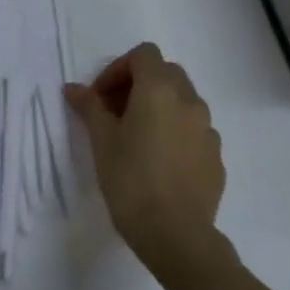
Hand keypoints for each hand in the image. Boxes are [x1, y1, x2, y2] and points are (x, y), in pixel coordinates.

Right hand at [64, 43, 224, 266]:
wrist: (175, 234)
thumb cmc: (131, 181)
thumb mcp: (102, 142)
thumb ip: (89, 107)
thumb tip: (74, 88)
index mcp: (160, 90)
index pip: (143, 54)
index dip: (118, 68)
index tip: (100, 97)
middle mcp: (190, 101)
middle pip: (165, 73)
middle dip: (138, 84)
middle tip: (114, 113)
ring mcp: (208, 129)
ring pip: (183, 101)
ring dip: (159, 107)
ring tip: (136, 138)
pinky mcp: (216, 156)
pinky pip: (193, 130)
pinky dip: (175, 132)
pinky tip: (158, 162)